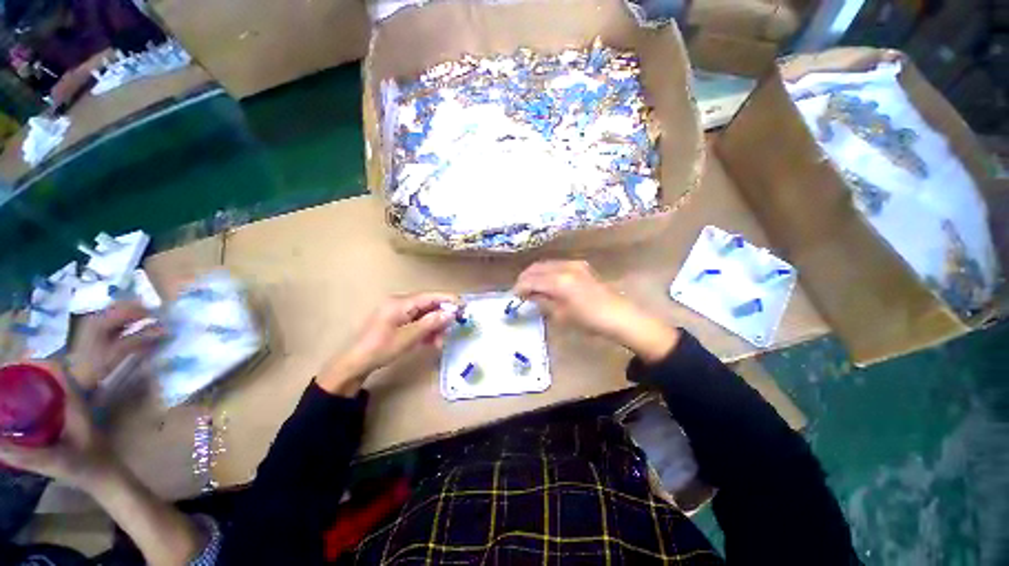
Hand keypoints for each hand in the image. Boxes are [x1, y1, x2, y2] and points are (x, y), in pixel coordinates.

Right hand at [0, 362, 115, 488]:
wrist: (109, 479)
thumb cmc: (86, 468)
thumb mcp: (52, 462)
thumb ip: (22, 455)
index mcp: (76, 404)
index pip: (58, 371)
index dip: (36, 362)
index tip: (11, 365)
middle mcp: (77, 402)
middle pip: (53, 378)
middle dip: (28, 374)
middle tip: (3, 380)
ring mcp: (76, 412)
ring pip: (53, 390)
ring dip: (32, 387)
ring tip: (8, 391)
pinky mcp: (72, 423)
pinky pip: (53, 403)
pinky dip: (36, 401)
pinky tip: (21, 412)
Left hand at [68, 302, 164, 389]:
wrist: (70, 376)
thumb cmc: (95, 363)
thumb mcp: (119, 351)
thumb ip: (141, 338)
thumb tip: (165, 329)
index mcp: (104, 317)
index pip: (132, 308)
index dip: (150, 311)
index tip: (166, 318)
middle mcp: (99, 314)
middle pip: (125, 307)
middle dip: (143, 312)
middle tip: (160, 320)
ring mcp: (95, 321)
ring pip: (120, 312)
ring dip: (136, 316)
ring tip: (150, 325)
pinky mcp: (95, 329)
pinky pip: (115, 319)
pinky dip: (128, 322)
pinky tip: (135, 329)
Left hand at [319, 293, 458, 394]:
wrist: (355, 363)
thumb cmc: (380, 348)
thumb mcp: (408, 337)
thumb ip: (431, 323)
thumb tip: (451, 313)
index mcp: (400, 302)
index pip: (430, 296)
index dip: (448, 300)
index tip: (463, 307)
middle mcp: (400, 302)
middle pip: (428, 305)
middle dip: (441, 317)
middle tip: (452, 330)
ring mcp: (397, 311)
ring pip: (424, 314)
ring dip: (434, 326)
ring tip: (440, 341)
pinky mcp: (396, 320)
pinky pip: (416, 321)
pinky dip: (425, 330)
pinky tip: (431, 341)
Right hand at [513, 261, 679, 362]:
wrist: (618, 315)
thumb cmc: (588, 320)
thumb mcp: (561, 315)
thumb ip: (542, 302)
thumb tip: (529, 296)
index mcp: (558, 281)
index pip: (531, 280)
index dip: (519, 287)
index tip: (513, 296)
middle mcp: (564, 267)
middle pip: (536, 268)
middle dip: (525, 278)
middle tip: (519, 291)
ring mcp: (573, 264)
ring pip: (545, 264)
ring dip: (535, 274)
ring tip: (531, 287)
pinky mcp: (580, 266)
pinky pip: (556, 264)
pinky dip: (547, 272)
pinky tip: (546, 282)